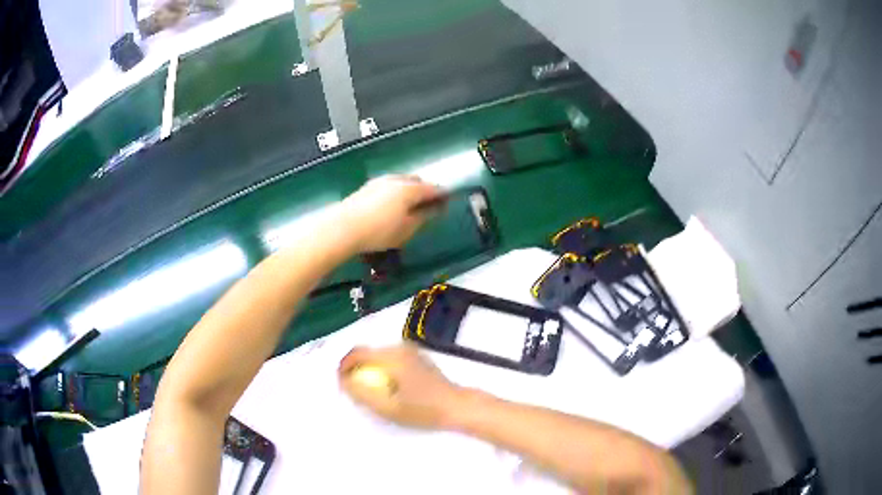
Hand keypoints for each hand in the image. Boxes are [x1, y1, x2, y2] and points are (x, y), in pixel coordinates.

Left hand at [336, 175, 443, 253]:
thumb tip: (436, 209)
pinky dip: (395, 194)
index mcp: (410, 189)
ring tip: (409, 207)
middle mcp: (396, 180)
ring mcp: (379, 181)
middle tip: (428, 205)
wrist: (343, 228)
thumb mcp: (407, 229)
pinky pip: (388, 187)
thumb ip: (424, 217)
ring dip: (409, 191)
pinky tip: (391, 207)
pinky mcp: (366, 188)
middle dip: (425, 191)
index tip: (447, 203)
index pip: (433, 188)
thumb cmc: (379, 231)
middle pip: (416, 181)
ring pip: (400, 182)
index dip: (442, 195)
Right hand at [338, 344, 463, 429]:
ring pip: (379, 355)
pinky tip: (387, 387)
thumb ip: (362, 393)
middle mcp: (400, 347)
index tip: (340, 381)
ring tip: (369, 390)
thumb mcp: (388, 407)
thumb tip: (344, 381)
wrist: (457, 406)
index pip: (358, 353)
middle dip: (356, 368)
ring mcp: (411, 350)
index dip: (344, 365)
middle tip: (353, 389)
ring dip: (369, 369)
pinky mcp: (417, 357)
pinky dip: (382, 369)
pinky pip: (391, 358)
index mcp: (392, 356)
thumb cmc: (423, 409)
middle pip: (368, 352)